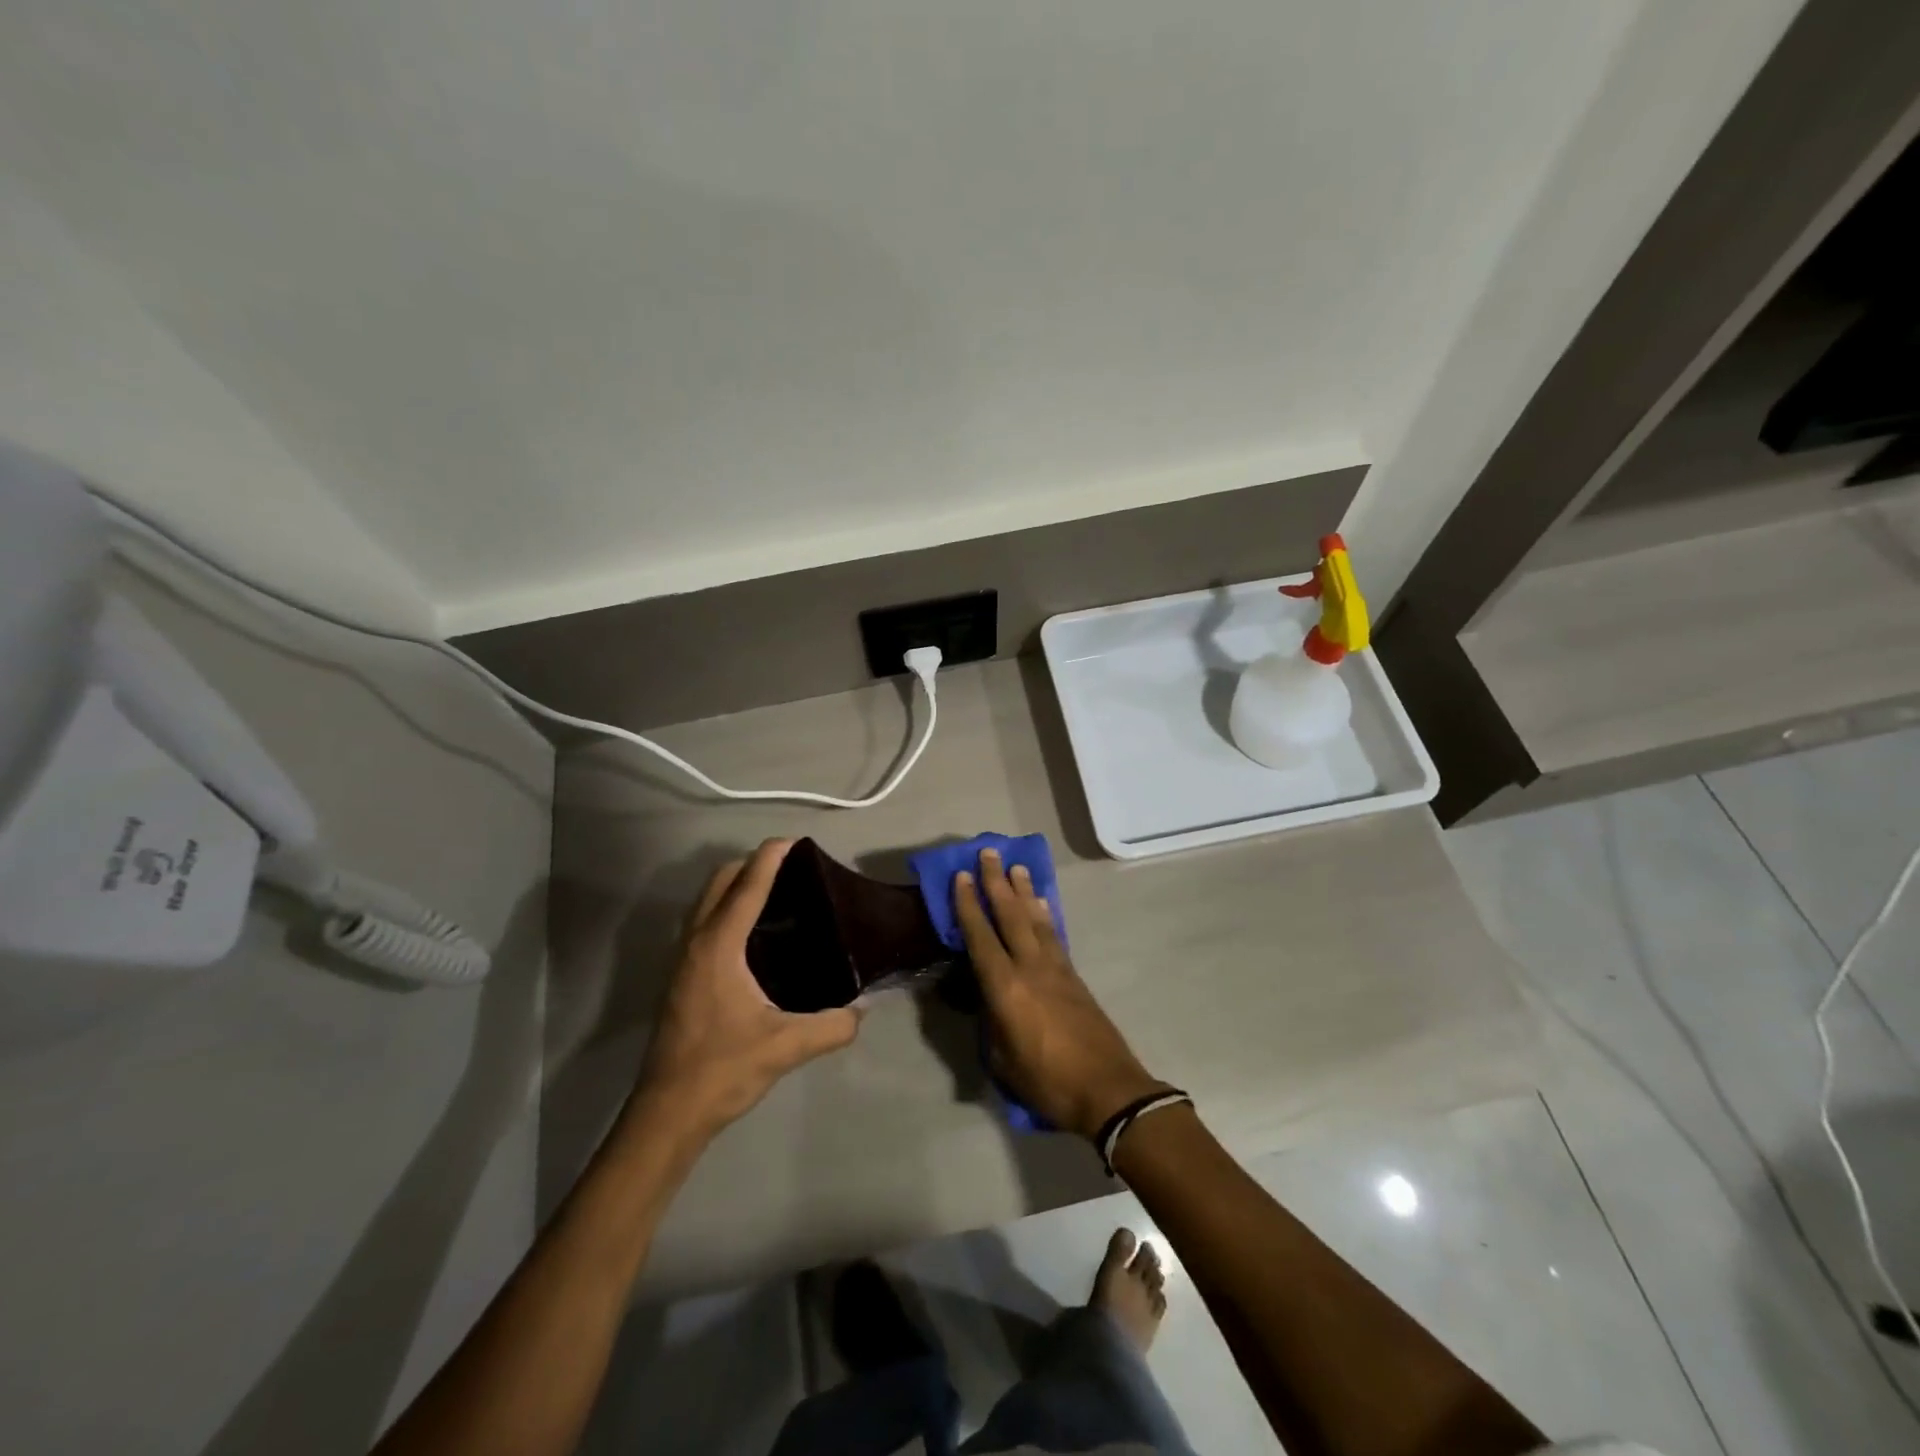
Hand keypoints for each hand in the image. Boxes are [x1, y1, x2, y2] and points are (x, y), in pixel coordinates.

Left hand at [633, 840, 861, 1140]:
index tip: (796, 841)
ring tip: (777, 895)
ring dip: (736, 886)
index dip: (771, 857)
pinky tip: (754, 936)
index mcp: (719, 946)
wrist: (667, 1113)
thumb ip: (832, 1026)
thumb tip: (862, 1011)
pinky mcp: (680, 978)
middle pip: (720, 882)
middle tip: (792, 870)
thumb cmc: (722, 1070)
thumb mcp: (786, 1047)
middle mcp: (696, 942)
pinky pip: (704, 922)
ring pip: (707, 901)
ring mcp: (682, 959)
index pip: (747, 886)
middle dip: (752, 864)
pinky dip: (727, 909)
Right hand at [953, 848, 1166, 1139]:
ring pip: (1035, 919)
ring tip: (1016, 867)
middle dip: (996, 882)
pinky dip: (1045, 914)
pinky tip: (1042, 904)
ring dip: (1023, 891)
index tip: (960, 876)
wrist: (1108, 1090)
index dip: (968, 905)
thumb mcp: (1002, 1060)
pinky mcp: (1074, 976)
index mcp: (1005, 988)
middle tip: (988, 853)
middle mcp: (1030, 967)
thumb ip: (990, 1022)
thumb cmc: (1047, 1081)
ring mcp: (1056, 968)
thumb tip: (986, 999)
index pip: (980, 936)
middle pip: (1010, 915)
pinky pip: (1054, 934)